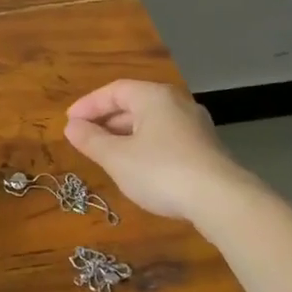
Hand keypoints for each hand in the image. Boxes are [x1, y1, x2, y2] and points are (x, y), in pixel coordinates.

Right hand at [65, 80, 253, 225]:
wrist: (222, 200)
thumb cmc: (161, 171)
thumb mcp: (117, 158)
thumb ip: (91, 140)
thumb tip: (71, 127)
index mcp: (153, 96)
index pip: (114, 90)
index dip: (88, 105)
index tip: (69, 122)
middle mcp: (176, 102)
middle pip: (134, 104)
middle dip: (106, 120)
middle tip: (84, 138)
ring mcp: (195, 125)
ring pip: (151, 123)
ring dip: (125, 135)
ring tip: (106, 154)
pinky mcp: (206, 148)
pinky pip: (166, 138)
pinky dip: (145, 146)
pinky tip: (138, 167)